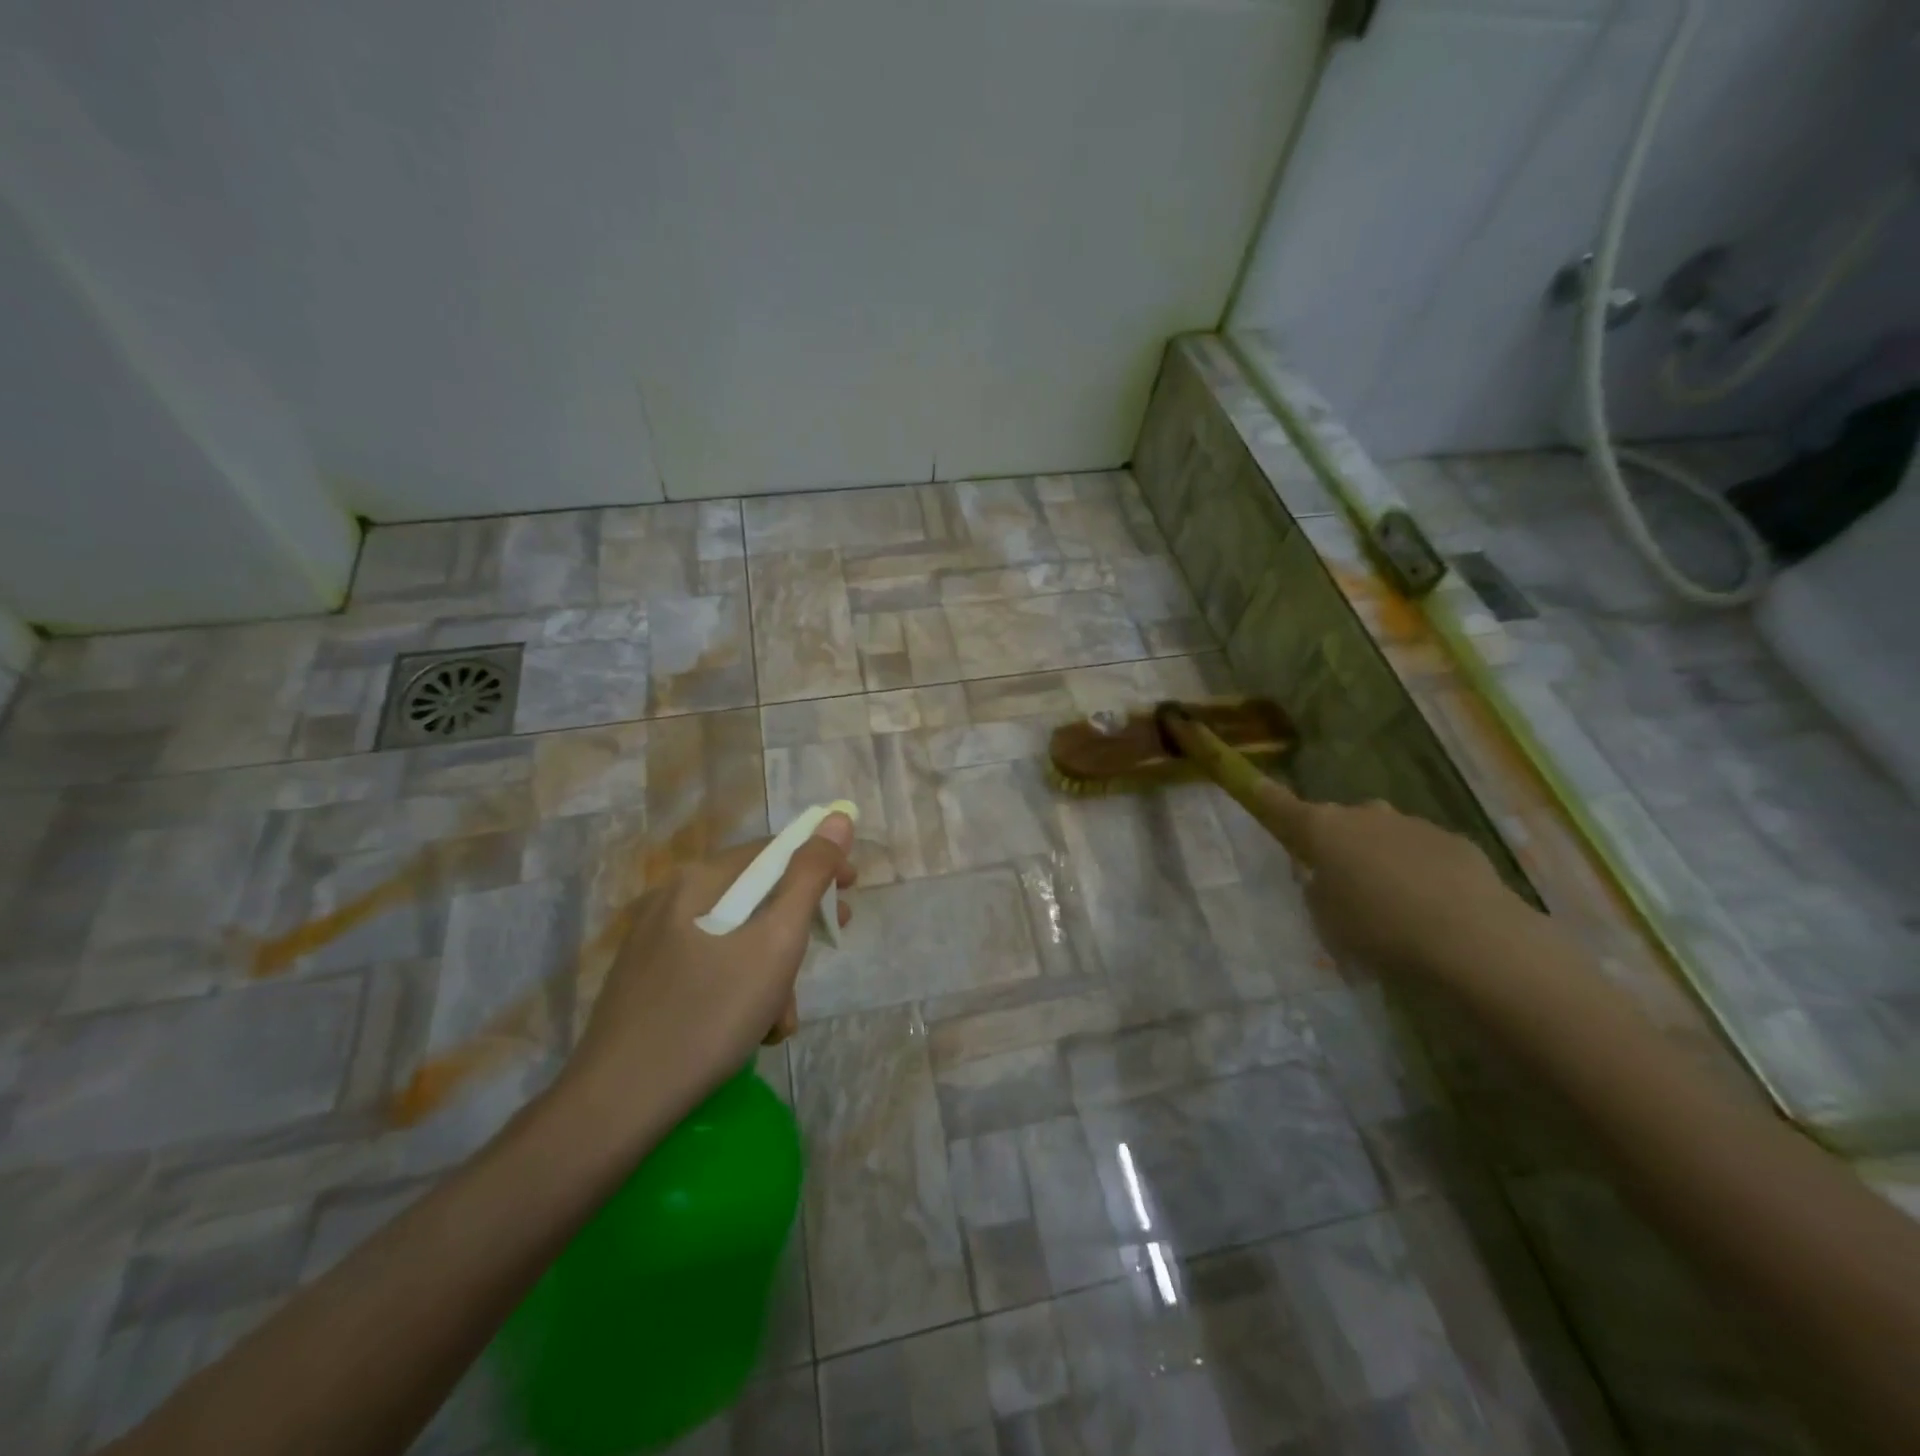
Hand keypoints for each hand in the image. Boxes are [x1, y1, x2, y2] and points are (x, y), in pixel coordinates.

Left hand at [558, 812, 855, 1144]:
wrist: (617, 1106)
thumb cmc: (710, 1014)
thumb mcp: (776, 942)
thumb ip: (810, 876)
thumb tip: (837, 818)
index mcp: (699, 880)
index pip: (772, 849)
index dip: (819, 863)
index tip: (852, 890)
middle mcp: (672, 899)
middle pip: (755, 892)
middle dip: (799, 919)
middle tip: (832, 939)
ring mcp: (656, 942)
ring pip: (736, 936)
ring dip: (773, 966)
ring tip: (784, 1017)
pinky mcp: (649, 981)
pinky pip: (712, 965)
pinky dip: (742, 987)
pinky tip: (754, 1030)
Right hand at [1252, 780, 1541, 982]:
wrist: (1474, 941)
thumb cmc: (1379, 929)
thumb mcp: (1326, 920)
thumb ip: (1319, 891)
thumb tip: (1327, 879)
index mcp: (1322, 828)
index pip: (1281, 805)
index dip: (1264, 797)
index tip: (1251, 783)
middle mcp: (1364, 815)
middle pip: (1339, 822)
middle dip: (1338, 844)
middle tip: (1341, 883)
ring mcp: (1413, 824)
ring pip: (1384, 836)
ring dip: (1380, 859)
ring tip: (1393, 905)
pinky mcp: (1455, 842)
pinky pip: (1423, 853)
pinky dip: (1419, 872)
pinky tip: (1433, 909)